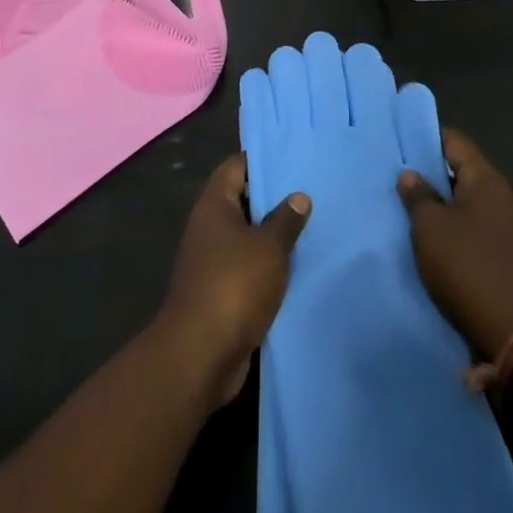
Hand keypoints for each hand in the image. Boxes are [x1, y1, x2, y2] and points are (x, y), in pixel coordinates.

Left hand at [157, 154, 310, 404]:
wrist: (201, 354)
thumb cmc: (234, 285)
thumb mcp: (268, 247)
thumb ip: (286, 220)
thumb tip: (298, 196)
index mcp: (214, 205)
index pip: (236, 166)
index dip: (262, 160)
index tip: (292, 158)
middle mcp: (209, 227)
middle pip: (242, 200)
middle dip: (273, 198)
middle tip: (310, 191)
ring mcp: (212, 260)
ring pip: (247, 236)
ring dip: (272, 236)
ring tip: (311, 227)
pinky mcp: (220, 291)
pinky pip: (248, 267)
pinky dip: (268, 266)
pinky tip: (297, 267)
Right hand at [397, 129, 512, 362]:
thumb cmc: (468, 267)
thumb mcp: (431, 227)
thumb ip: (418, 196)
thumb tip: (411, 175)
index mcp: (485, 179)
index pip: (453, 141)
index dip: (424, 138)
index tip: (396, 142)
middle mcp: (498, 197)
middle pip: (458, 171)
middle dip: (426, 174)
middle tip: (391, 176)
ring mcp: (502, 228)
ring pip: (461, 204)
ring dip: (435, 206)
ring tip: (401, 208)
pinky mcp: (499, 257)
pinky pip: (467, 230)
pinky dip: (446, 231)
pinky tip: (423, 240)